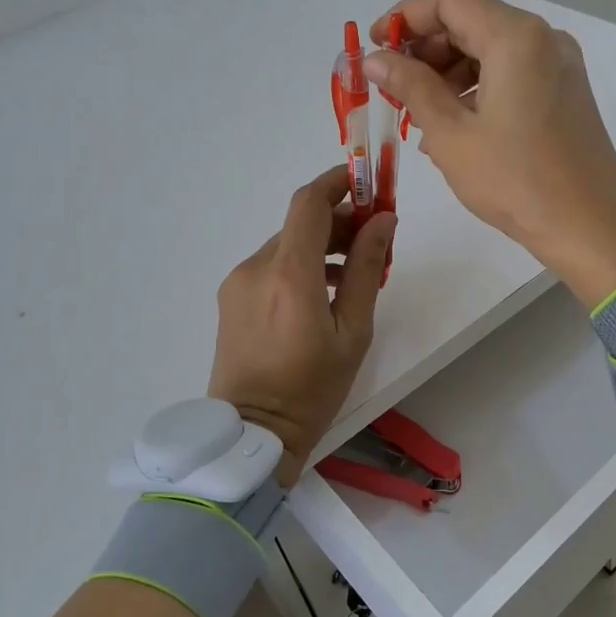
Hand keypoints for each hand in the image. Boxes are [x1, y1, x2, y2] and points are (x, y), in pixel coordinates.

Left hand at [207, 167, 396, 483]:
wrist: (252, 434)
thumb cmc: (312, 388)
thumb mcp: (353, 331)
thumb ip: (366, 269)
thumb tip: (383, 221)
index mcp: (288, 275)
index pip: (308, 203)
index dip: (337, 182)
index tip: (367, 183)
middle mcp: (256, 268)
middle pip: (300, 223)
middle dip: (339, 220)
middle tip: (375, 239)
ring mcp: (238, 282)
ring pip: (286, 245)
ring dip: (321, 244)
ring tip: (354, 272)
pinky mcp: (231, 298)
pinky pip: (271, 266)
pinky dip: (300, 265)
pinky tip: (324, 290)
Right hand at [364, 0, 615, 306]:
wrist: (589, 225)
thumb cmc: (514, 181)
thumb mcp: (450, 134)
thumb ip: (410, 86)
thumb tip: (375, 58)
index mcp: (516, 38)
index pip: (450, 0)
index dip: (405, 16)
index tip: (375, 46)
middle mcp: (543, 38)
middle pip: (472, 20)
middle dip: (425, 47)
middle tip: (392, 85)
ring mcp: (559, 64)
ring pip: (491, 47)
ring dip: (449, 69)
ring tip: (417, 111)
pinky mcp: (565, 89)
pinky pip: (511, 71)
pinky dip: (477, 85)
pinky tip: (453, 122)